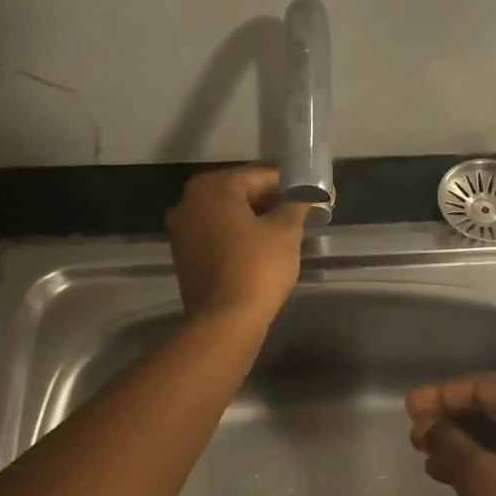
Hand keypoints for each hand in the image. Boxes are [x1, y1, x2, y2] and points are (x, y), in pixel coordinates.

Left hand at [167, 165, 309, 326]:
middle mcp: (190, 202)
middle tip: (302, 214)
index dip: (291, 184)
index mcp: (212, 187)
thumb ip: (297, 205)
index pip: (260, 175)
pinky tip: (264, 249)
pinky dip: (240, 237)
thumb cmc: (257, 268)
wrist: (225, 321)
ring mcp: (182, 230)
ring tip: (287, 232)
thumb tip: (307, 195)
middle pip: (241, 192)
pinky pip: (218, 235)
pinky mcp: (185, 255)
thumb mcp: (285, 232)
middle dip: (272, 201)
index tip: (313, 195)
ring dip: (256, 220)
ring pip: (228, 215)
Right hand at [405, 373, 495, 495]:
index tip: (408, 408)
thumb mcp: (480, 478)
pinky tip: (449, 475)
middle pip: (491, 406)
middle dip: (449, 418)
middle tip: (414, 435)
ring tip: (424, 456)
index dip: (441, 394)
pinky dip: (479, 460)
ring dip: (460, 441)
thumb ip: (449, 442)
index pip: (482, 386)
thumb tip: (429, 425)